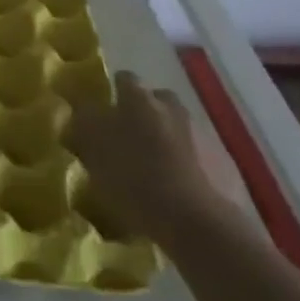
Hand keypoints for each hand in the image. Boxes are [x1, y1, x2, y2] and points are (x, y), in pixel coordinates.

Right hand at [64, 70, 227, 244]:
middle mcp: (169, 107)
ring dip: (163, 136)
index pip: (123, 79)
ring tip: (151, 164)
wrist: (195, 221)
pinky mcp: (218, 162)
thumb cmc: (134, 179)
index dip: (113, 93)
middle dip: (143, 112)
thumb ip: (85, 126)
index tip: (103, 111)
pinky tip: (171, 184)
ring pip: (174, 125)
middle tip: (128, 136)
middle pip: (154, 99)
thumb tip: (81, 113)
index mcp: (138, 98)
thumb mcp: (94, 151)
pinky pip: (193, 152)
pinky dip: (182, 161)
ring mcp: (197, 133)